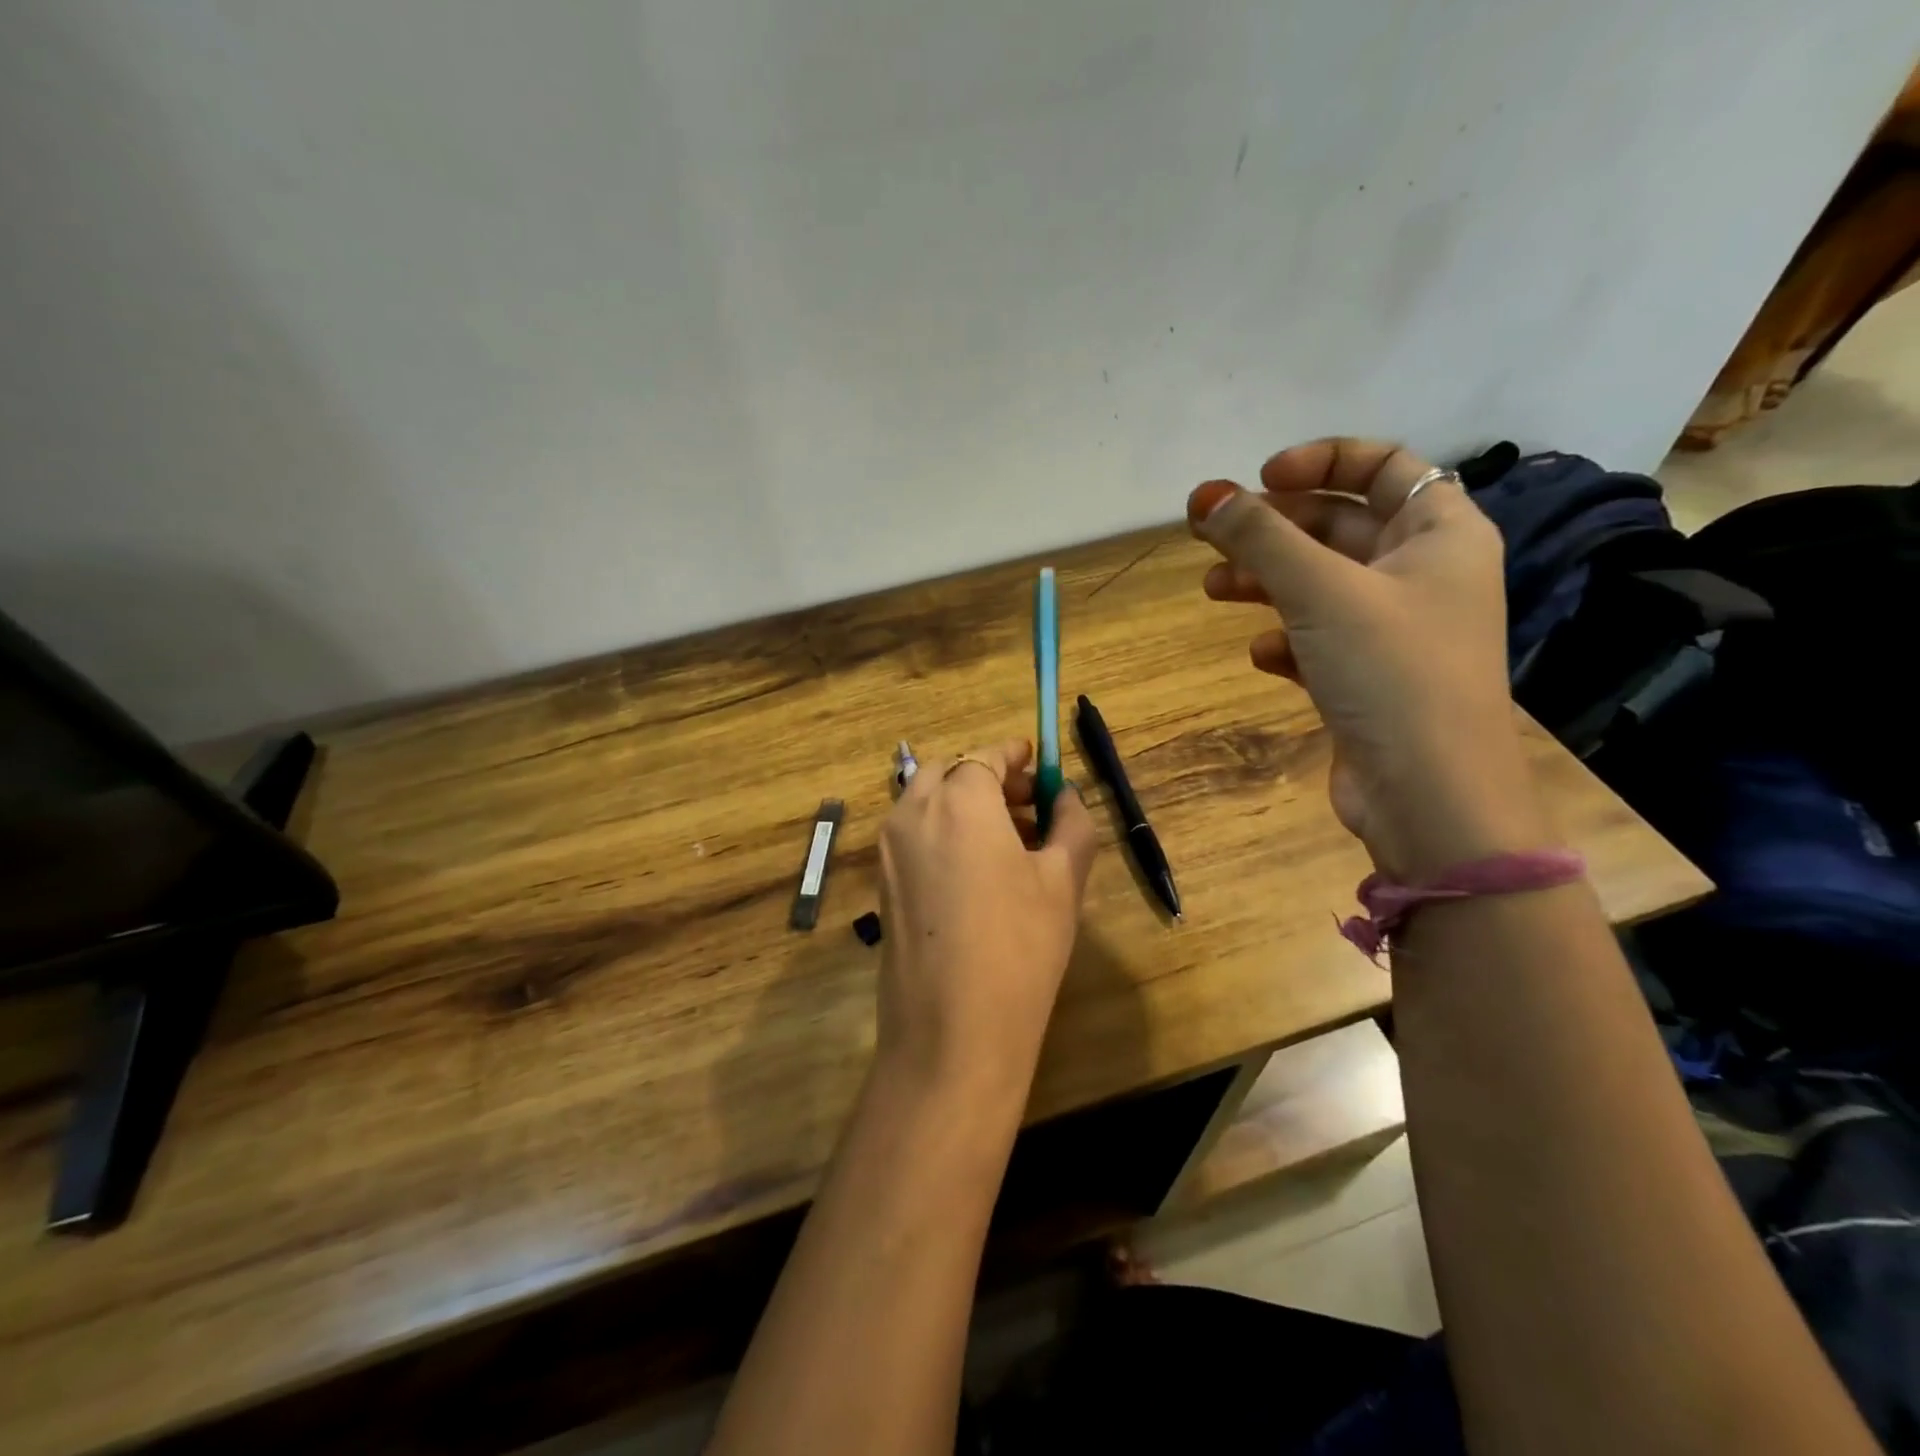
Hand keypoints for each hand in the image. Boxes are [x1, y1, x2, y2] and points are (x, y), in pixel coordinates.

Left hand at [876, 738, 1099, 1102]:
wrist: (950, 1033)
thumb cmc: (1020, 946)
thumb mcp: (1063, 880)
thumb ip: (1071, 823)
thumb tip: (1066, 794)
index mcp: (959, 800)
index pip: (984, 756)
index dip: (1013, 755)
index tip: (1037, 760)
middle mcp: (913, 813)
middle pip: (949, 774)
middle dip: (988, 778)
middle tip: (1028, 804)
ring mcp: (889, 849)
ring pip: (926, 803)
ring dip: (964, 804)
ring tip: (1010, 840)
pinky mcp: (881, 883)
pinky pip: (913, 836)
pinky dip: (943, 832)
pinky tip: (977, 871)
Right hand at [1188, 438, 1549, 880]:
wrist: (1430, 796)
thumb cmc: (1390, 672)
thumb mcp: (1320, 591)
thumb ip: (1260, 537)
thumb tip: (1205, 495)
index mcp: (1439, 533)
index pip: (1382, 466)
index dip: (1319, 461)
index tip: (1260, 480)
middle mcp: (1423, 574)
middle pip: (1339, 527)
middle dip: (1273, 529)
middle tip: (1210, 537)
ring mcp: (1396, 631)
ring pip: (1321, 586)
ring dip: (1266, 581)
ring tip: (1213, 590)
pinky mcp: (1370, 679)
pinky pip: (1319, 640)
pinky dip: (1286, 638)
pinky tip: (1260, 654)